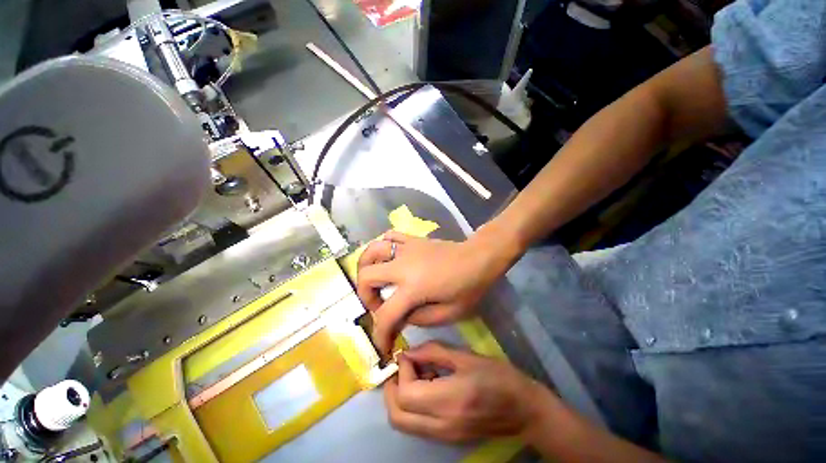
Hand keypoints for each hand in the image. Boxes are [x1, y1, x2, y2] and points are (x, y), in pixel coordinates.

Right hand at [357, 230, 513, 353]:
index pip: (385, 316)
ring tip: (374, 280)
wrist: (478, 258)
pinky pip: (389, 236)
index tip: (383, 346)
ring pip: (372, 251)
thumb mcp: (448, 314)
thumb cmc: (469, 287)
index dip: (380, 336)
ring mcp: (406, 249)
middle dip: (365, 297)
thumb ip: (419, 319)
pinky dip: (382, 246)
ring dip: (366, 267)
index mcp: (413, 288)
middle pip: (366, 277)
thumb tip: (400, 317)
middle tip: (379, 306)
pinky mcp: (412, 239)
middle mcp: (403, 266)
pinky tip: (387, 257)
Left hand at [383, 341, 548, 442]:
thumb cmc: (498, 376)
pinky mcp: (447, 439)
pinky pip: (417, 425)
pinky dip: (411, 406)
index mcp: (449, 401)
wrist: (525, 411)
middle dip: (391, 388)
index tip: (410, 353)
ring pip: (404, 424)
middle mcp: (442, 425)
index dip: (403, 370)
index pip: (406, 393)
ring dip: (400, 397)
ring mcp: (443, 437)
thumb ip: (434, 352)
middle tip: (402, 365)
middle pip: (397, 416)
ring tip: (416, 373)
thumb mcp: (466, 357)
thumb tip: (410, 352)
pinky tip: (428, 386)